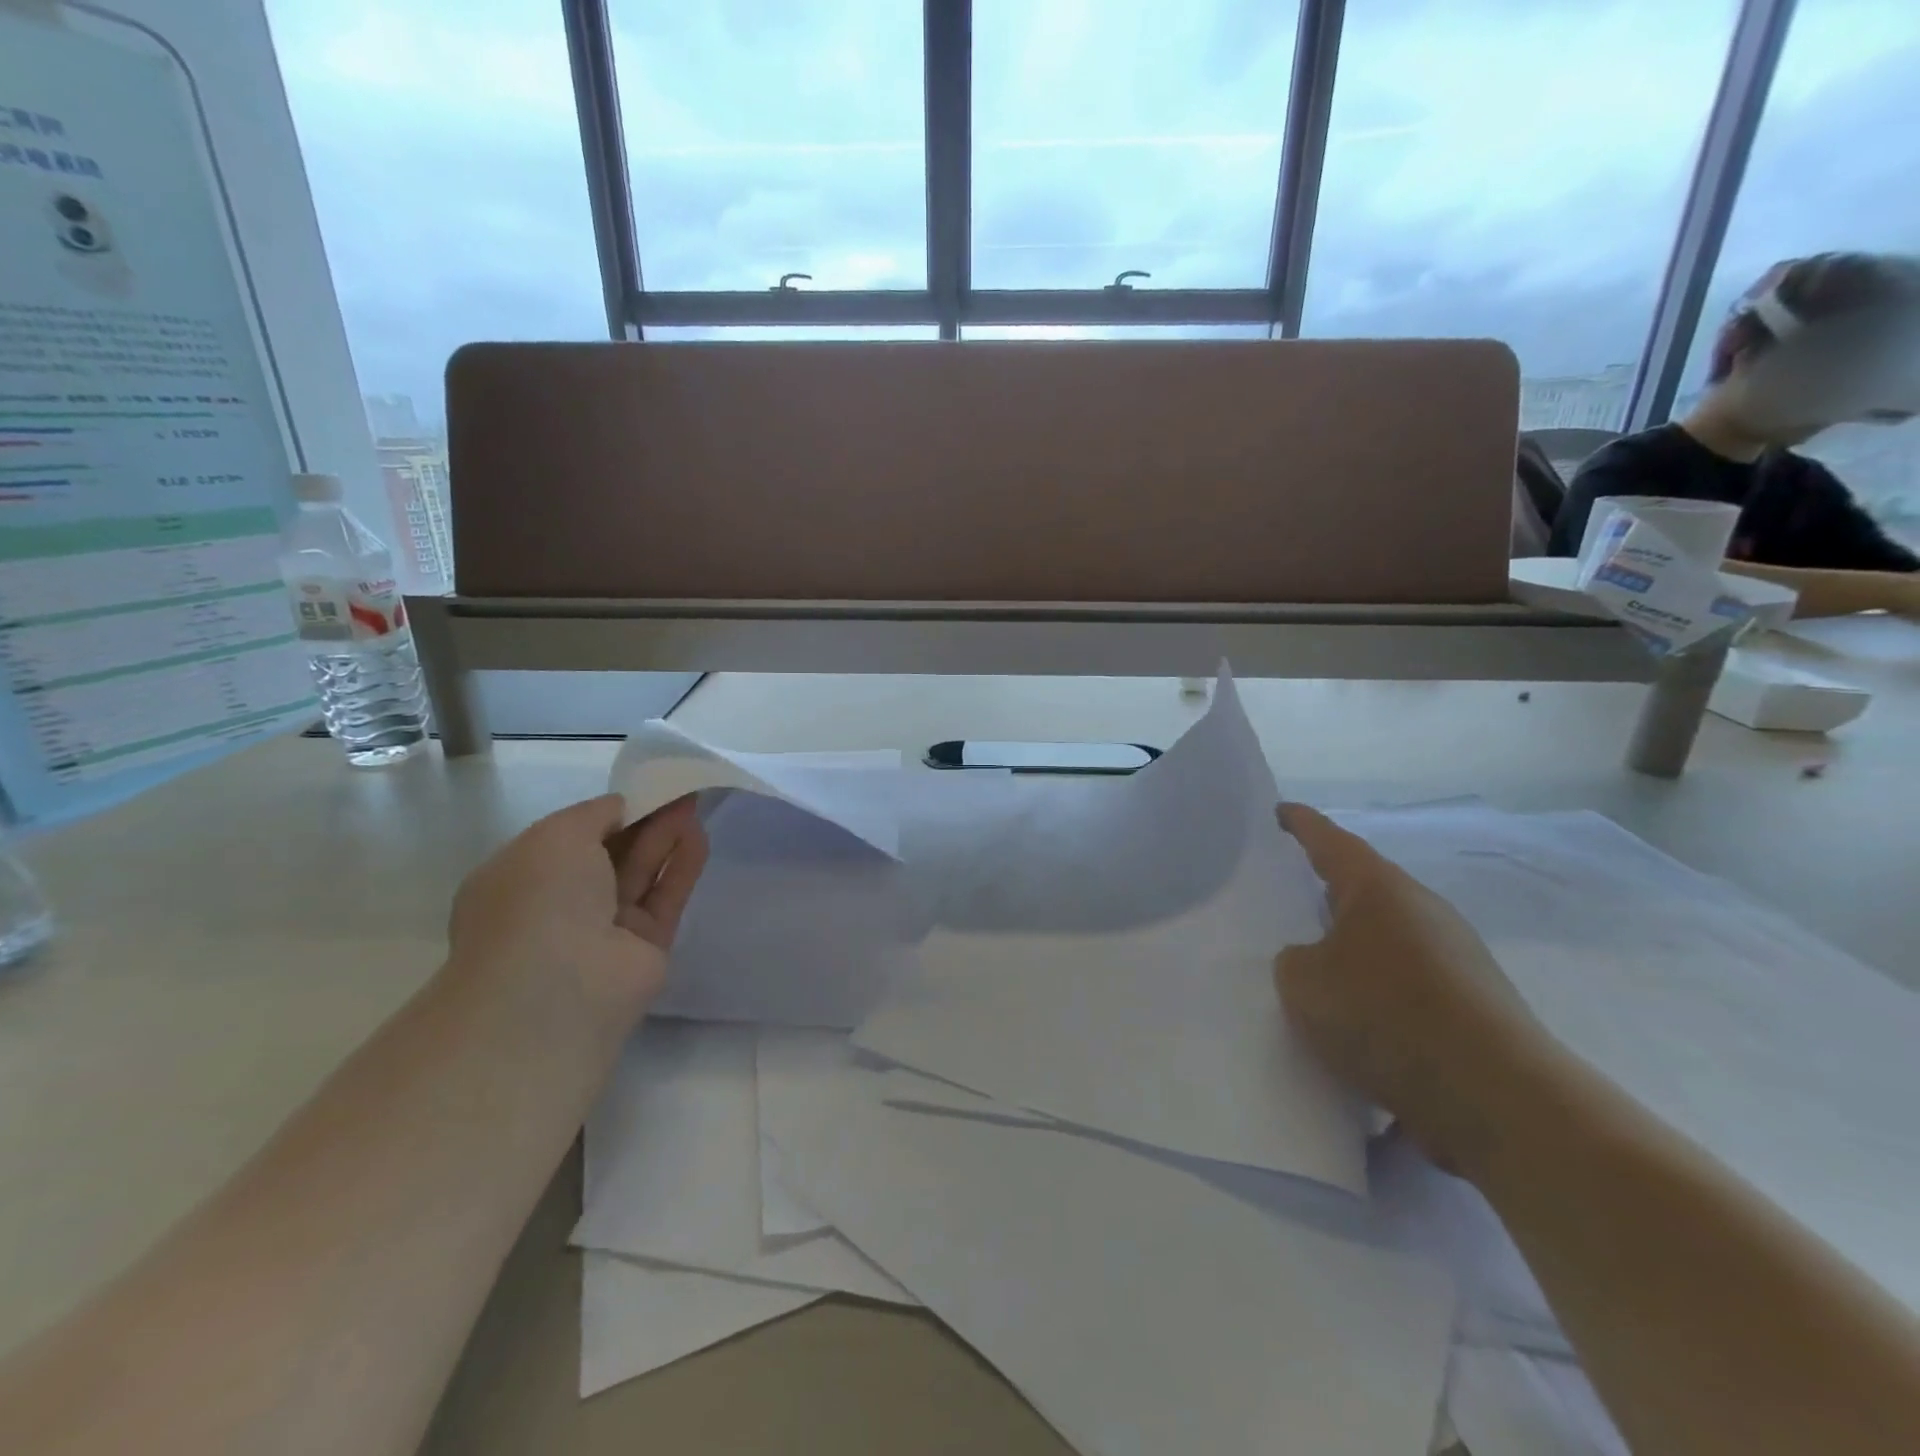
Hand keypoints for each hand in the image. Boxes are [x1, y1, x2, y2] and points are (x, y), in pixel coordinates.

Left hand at [449, 794, 708, 1009]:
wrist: (557, 984)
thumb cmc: (539, 898)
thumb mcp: (557, 833)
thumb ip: (596, 813)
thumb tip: (623, 807)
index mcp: (524, 878)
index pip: (571, 838)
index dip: (608, 813)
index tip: (640, 790)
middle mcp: (561, 905)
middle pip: (612, 853)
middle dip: (643, 820)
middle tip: (678, 791)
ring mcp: (605, 929)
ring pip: (641, 873)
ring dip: (665, 837)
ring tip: (694, 802)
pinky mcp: (646, 946)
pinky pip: (666, 898)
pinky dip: (681, 866)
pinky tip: (699, 835)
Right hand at [1274, 804, 1556, 1175]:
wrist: (1497, 1098)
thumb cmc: (1386, 1016)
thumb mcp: (1304, 983)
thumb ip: (1294, 961)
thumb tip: (1313, 962)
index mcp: (1379, 889)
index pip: (1330, 841)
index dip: (1301, 825)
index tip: (1280, 812)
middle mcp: (1422, 910)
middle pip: (1365, 889)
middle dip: (1328, 892)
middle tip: (1288, 897)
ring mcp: (1456, 957)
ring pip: (1387, 939)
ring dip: (1353, 949)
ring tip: (1316, 970)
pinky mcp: (1474, 1003)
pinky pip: (1408, 982)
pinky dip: (1378, 991)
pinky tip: (1358, 1025)